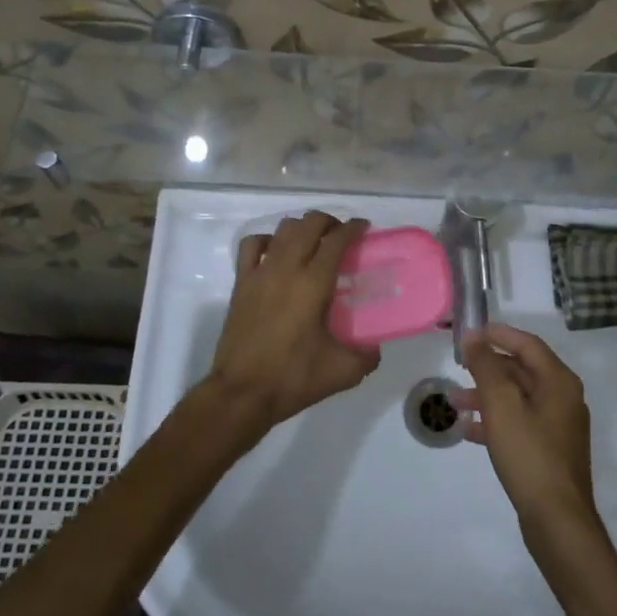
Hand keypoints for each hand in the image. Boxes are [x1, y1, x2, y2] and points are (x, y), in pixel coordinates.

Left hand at [208, 211, 379, 430]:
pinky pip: (252, 246)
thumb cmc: (293, 378)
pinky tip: (276, 252)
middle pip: (308, 224)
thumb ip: (367, 356)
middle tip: (341, 235)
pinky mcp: (241, 284)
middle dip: (329, 222)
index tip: (364, 228)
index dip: (353, 228)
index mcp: (313, 283)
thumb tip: (375, 347)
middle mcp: (286, 268)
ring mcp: (260, 273)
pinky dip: (268, 240)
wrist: (242, 393)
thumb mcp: (342, 372)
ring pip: (282, 230)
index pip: (336, 240)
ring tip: (313, 241)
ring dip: (301, 228)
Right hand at [453, 324, 599, 543]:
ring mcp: (558, 426)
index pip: (527, 344)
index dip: (497, 334)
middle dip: (488, 367)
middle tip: (458, 367)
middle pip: (522, 370)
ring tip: (455, 402)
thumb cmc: (529, 454)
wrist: (557, 519)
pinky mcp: (549, 451)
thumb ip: (486, 367)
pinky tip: (469, 431)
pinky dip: (495, 420)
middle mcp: (563, 398)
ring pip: (518, 398)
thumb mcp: (501, 405)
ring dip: (487, 395)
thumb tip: (474, 339)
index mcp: (559, 381)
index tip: (468, 334)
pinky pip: (519, 423)